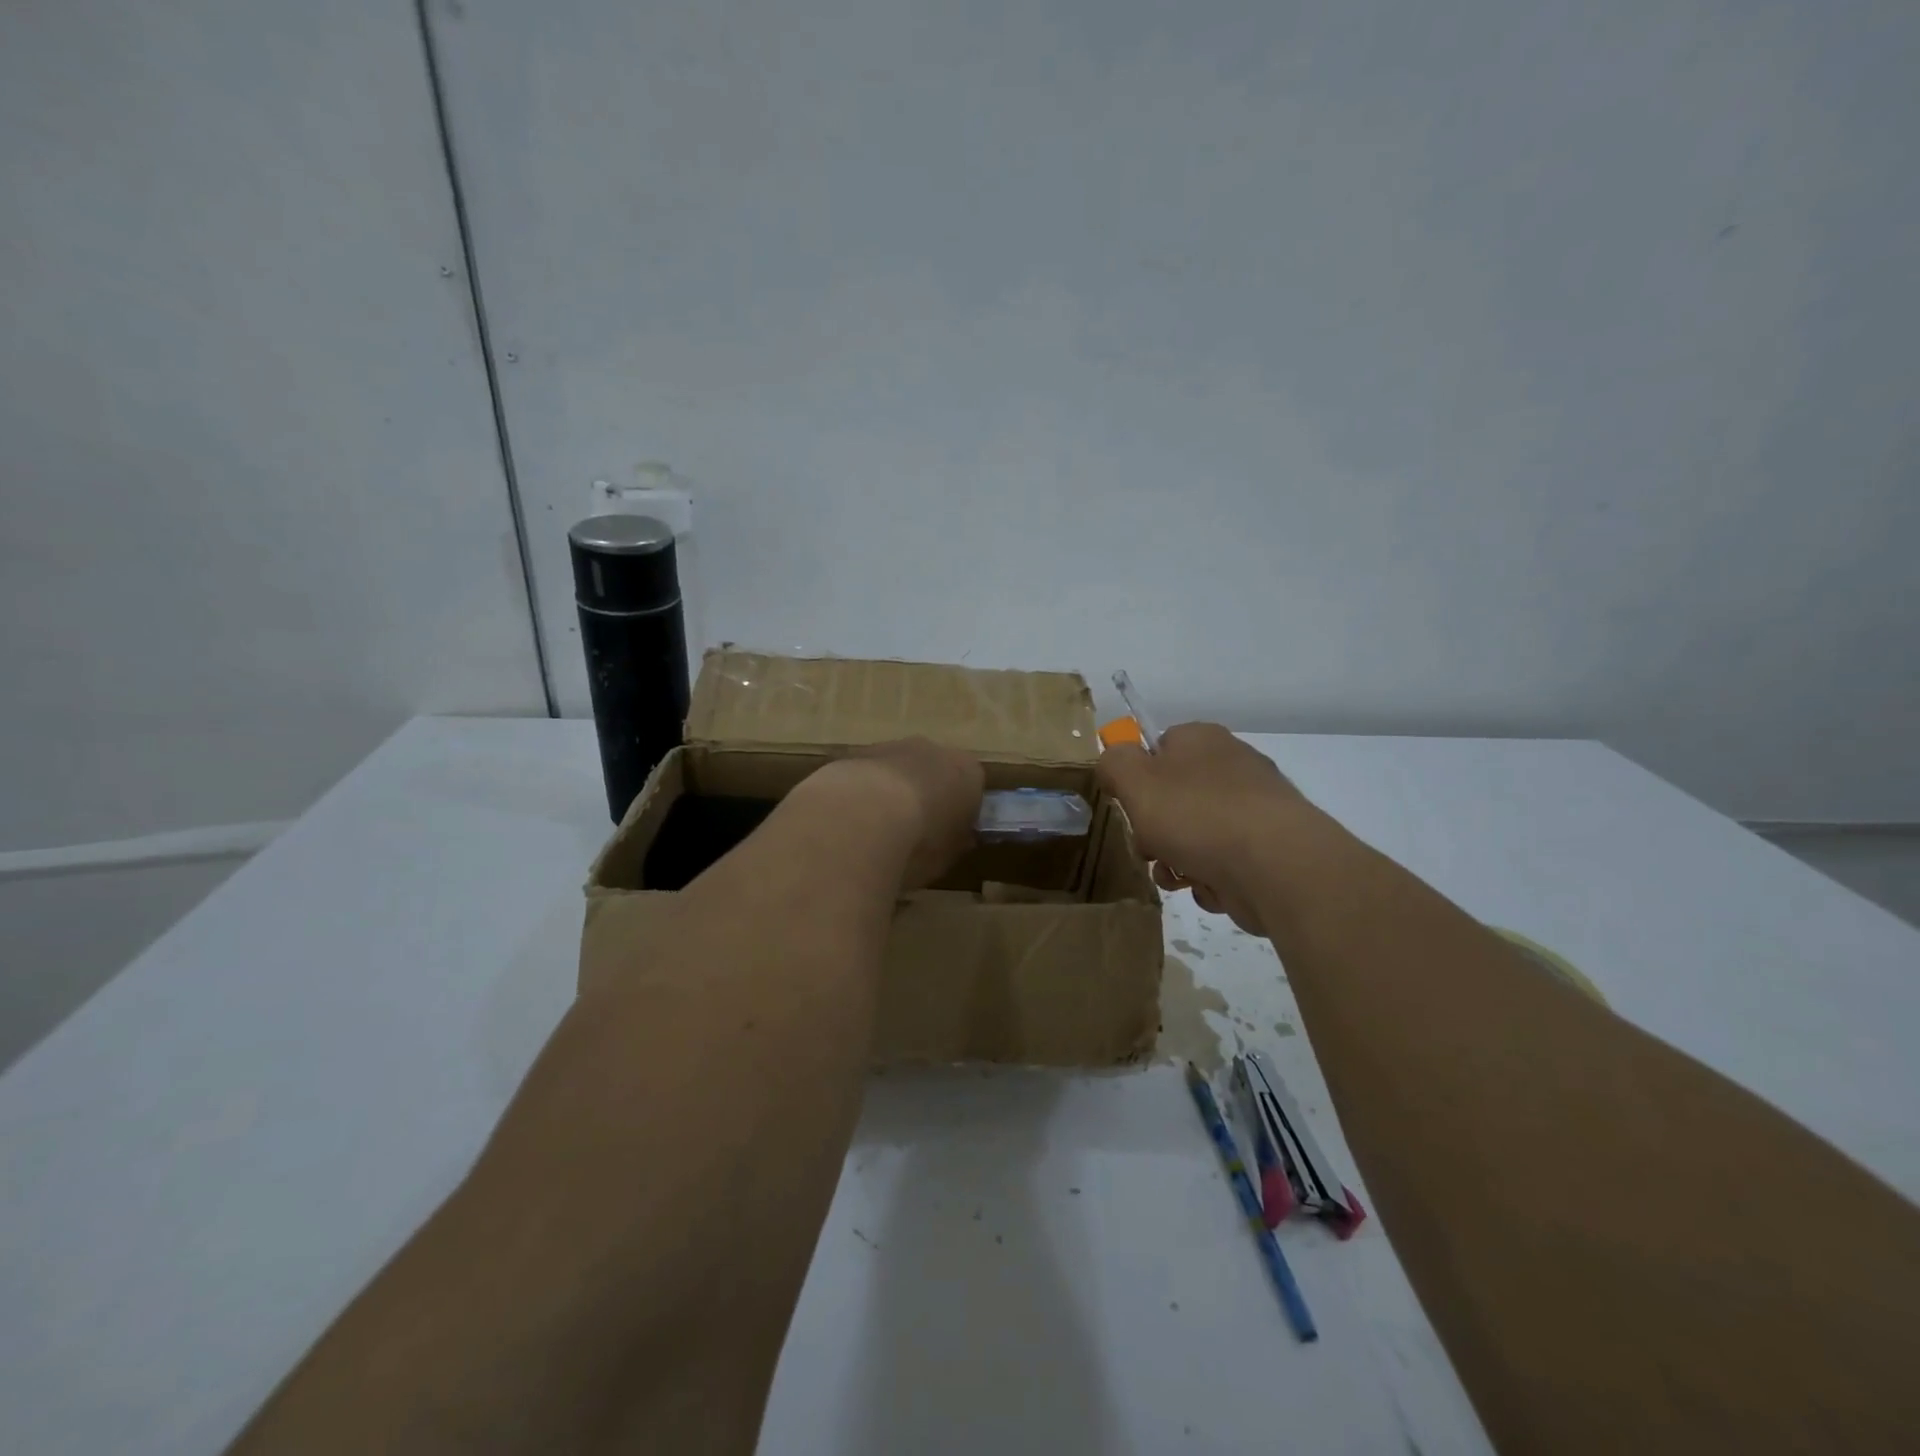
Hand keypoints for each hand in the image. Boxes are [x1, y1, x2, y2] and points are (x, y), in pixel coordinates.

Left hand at [809, 737, 984, 890]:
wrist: (863, 817)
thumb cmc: (919, 842)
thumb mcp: (947, 857)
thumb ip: (953, 843)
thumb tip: (953, 839)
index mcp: (968, 772)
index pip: (971, 789)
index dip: (960, 813)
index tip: (948, 837)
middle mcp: (933, 750)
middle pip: (934, 772)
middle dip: (926, 796)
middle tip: (913, 833)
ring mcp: (892, 746)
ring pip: (898, 770)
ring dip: (891, 793)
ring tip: (876, 831)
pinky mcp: (855, 753)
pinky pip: (866, 776)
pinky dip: (863, 793)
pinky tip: (851, 822)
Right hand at [1095, 723, 1313, 931]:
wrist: (1277, 867)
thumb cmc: (1197, 815)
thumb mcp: (1135, 781)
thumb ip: (1113, 764)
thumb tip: (1114, 761)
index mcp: (1202, 740)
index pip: (1158, 747)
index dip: (1137, 778)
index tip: (1130, 807)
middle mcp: (1233, 766)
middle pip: (1175, 797)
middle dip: (1155, 830)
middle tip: (1150, 849)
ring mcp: (1255, 808)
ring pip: (1196, 834)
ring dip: (1177, 860)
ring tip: (1179, 876)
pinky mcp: (1270, 849)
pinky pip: (1224, 862)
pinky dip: (1210, 877)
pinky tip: (1211, 887)